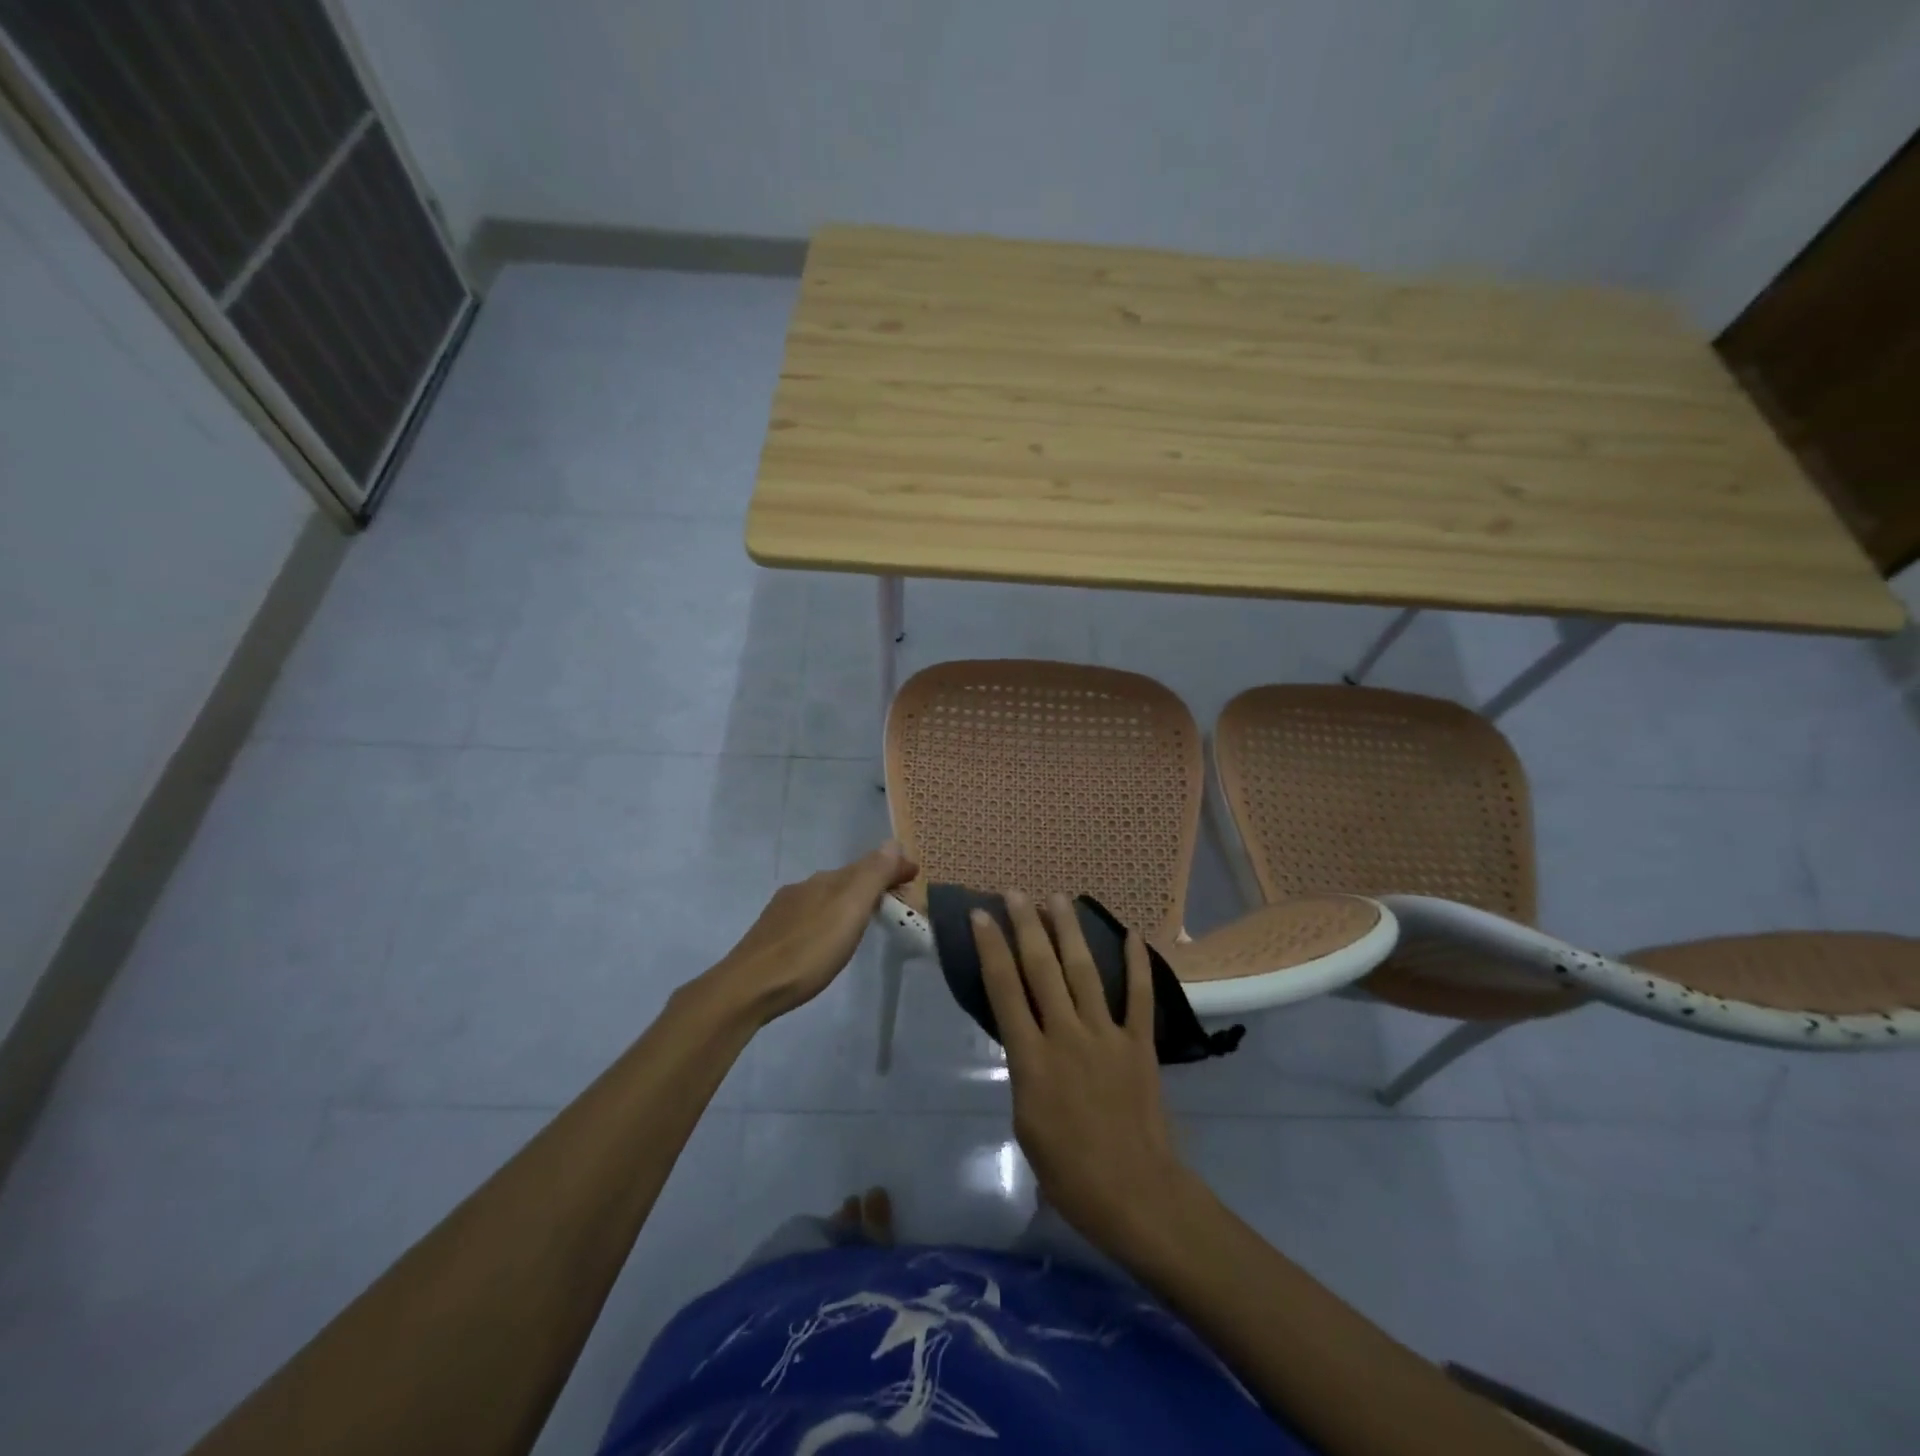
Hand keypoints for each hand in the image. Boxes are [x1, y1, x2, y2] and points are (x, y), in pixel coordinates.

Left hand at [703, 841, 917, 1023]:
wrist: (748, 988)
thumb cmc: (808, 950)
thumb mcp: (849, 910)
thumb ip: (872, 875)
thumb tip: (894, 843)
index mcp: (826, 881)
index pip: (868, 865)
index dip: (893, 869)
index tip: (915, 877)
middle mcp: (804, 888)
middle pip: (847, 880)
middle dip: (873, 885)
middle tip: (898, 903)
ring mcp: (784, 912)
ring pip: (827, 898)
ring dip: (850, 903)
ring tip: (867, 921)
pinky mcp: (772, 936)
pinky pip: (811, 917)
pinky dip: (830, 919)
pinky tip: (828, 939)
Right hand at [973, 891, 1192, 1254]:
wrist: (1134, 1194)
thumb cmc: (1068, 1172)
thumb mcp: (1025, 1122)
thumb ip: (1025, 1071)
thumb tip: (1026, 1040)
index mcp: (1031, 1058)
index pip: (1004, 990)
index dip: (991, 949)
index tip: (981, 916)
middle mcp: (1066, 1034)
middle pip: (1042, 969)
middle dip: (1026, 926)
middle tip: (1016, 893)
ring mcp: (1106, 1035)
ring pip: (1084, 971)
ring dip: (1069, 932)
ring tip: (1058, 898)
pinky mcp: (1139, 1044)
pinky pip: (1138, 997)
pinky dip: (1137, 964)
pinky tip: (1132, 934)